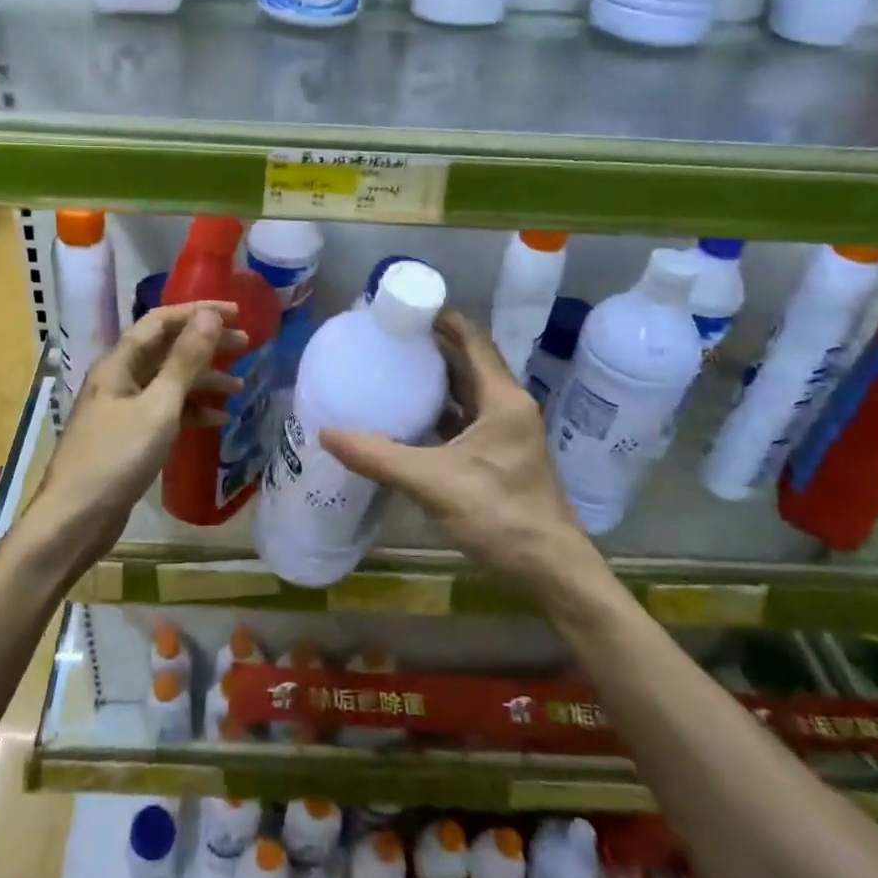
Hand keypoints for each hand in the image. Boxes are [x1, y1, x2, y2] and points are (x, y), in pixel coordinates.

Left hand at [19, 302, 241, 570]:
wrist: (75, 520)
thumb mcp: (158, 406)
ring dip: (202, 381)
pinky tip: (217, 420)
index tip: (236, 315)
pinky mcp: (128, 437)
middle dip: (205, 345)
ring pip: (167, 382)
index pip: (160, 322)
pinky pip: (164, 412)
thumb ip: (185, 361)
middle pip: (166, 350)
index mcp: (118, 364)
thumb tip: (209, 315)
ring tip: (238, 386)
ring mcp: (122, 409)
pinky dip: (190, 412)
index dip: (197, 313)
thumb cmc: (117, 457)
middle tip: (245, 346)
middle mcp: (119, 379)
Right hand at [320, 311, 603, 598]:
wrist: (550, 569)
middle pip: (468, 362)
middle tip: (389, 338)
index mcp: (502, 399)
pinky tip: (410, 418)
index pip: (472, 340)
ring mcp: (506, 432)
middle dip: (431, 347)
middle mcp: (507, 407)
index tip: (404, 308)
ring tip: (394, 369)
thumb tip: (327, 433)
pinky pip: (465, 420)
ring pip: (467, 392)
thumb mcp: (434, 482)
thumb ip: (379, 457)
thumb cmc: (500, 515)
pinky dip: (440, 412)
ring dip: (436, 380)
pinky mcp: (500, 456)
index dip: (441, 319)